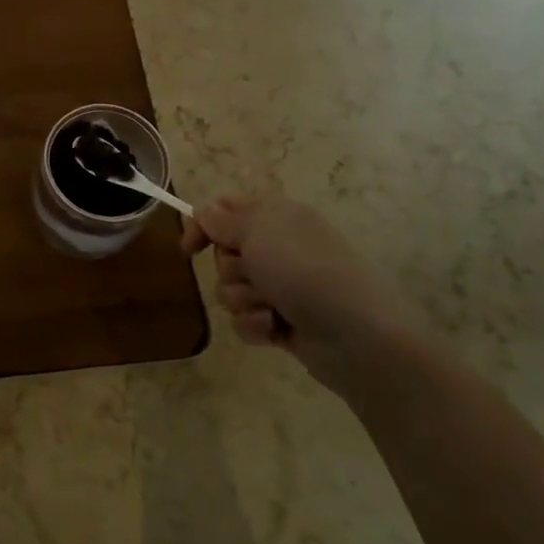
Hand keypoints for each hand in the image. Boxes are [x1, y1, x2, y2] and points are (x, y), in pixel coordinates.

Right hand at [183, 188, 407, 394]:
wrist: (354, 334)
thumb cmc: (303, 270)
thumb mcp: (258, 230)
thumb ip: (223, 220)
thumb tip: (205, 214)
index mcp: (277, 217)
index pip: (225, 210)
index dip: (203, 225)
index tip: (189, 248)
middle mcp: (279, 248)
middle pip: (224, 254)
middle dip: (230, 268)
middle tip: (253, 274)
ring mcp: (282, 287)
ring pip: (231, 290)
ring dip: (243, 300)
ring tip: (270, 307)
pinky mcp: (282, 322)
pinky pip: (245, 320)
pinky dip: (255, 325)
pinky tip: (275, 329)